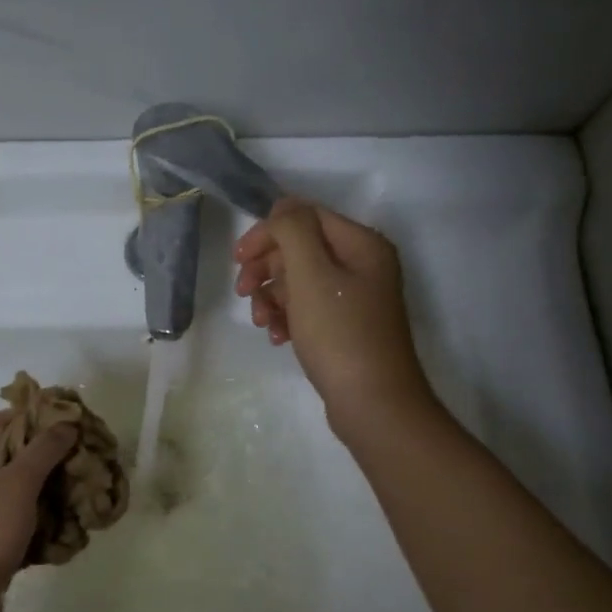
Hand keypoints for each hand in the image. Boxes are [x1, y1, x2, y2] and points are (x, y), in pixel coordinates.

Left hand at [0, 412, 78, 611]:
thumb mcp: (15, 485)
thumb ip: (42, 451)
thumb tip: (65, 424)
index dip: (21, 417)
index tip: (57, 420)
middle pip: (5, 461)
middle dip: (42, 457)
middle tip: (77, 455)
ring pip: (16, 498)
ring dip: (47, 493)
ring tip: (80, 489)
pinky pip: (21, 531)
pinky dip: (43, 527)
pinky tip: (69, 529)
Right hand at [234, 197, 434, 438]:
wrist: (373, 403)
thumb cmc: (339, 334)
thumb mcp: (311, 274)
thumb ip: (293, 231)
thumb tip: (281, 208)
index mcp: (361, 244)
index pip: (305, 217)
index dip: (268, 233)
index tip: (238, 259)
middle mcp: (363, 264)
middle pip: (301, 249)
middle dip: (267, 268)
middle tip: (244, 292)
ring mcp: (356, 297)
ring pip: (300, 281)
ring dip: (273, 296)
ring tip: (263, 322)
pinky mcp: (347, 326)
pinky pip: (309, 309)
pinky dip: (288, 318)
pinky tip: (278, 337)